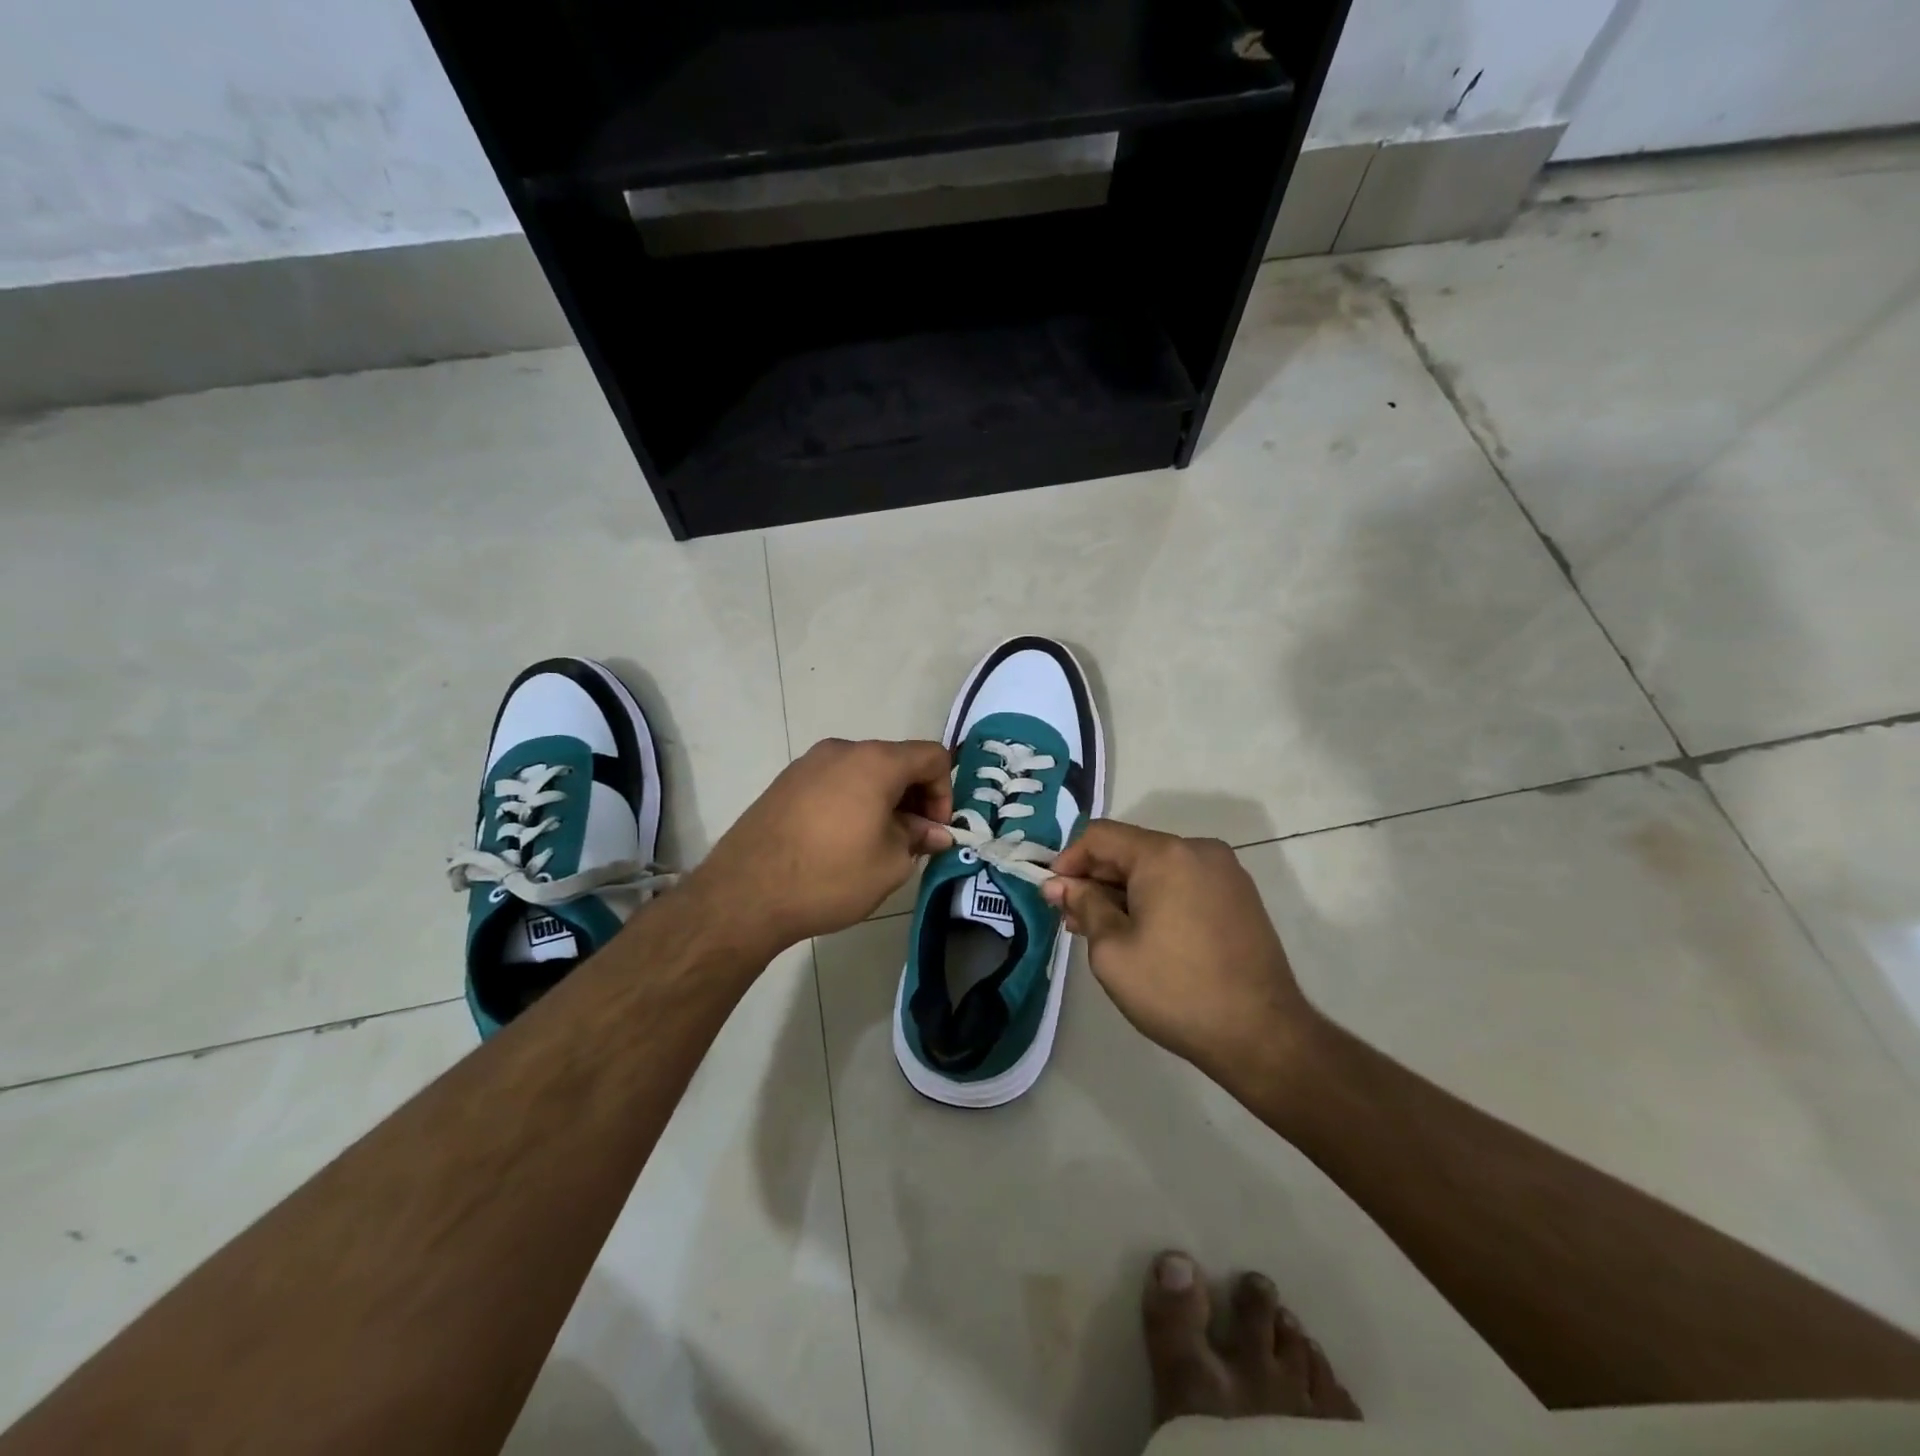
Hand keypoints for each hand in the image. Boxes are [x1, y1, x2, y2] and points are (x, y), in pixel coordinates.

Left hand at [688, 738, 953, 953]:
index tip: (934, 831)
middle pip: (897, 761)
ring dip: (883, 800)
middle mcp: (842, 750)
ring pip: (864, 772)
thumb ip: (919, 839)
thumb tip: (935, 832)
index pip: (932, 757)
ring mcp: (808, 763)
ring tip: (877, 843)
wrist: (745, 894)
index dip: (945, 792)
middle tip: (912, 840)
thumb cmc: (829, 876)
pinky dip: (852, 802)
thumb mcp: (890, 864)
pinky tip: (842, 841)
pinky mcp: (785, 782)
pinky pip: (834, 782)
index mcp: (875, 762)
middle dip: (914, 797)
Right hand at [1043, 821, 1314, 1085]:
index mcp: (1166, 854)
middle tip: (1072, 920)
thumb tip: (1059, 884)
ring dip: (1124, 892)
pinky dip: (1156, 900)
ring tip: (1103, 932)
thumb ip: (1083, 906)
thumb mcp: (1112, 950)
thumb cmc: (1176, 990)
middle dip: (1096, 880)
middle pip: (1130, 850)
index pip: (1100, 836)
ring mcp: (1225, 873)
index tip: (1053, 895)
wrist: (1262, 1036)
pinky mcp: (1240, 897)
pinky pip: (1184, 884)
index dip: (1069, 860)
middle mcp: (1199, 851)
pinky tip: (1143, 935)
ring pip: (1157, 868)